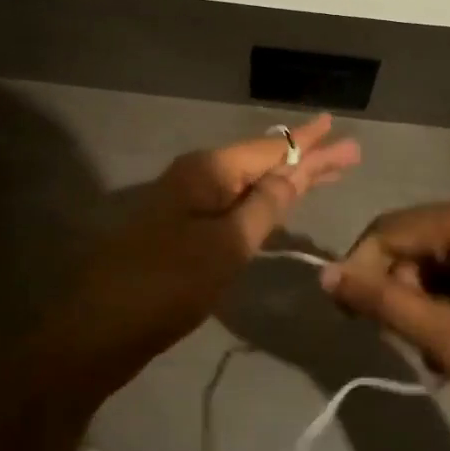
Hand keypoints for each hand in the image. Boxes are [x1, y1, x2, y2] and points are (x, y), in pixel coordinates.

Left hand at [56, 116, 360, 390]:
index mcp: (208, 171)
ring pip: (249, 184)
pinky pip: (234, 205)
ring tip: (328, 173)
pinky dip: (263, 202)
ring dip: (287, 180)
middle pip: (262, 161)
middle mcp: (198, 177)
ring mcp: (188, 203)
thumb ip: (263, 207)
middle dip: (305, 159)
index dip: (306, 141)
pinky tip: (281, 202)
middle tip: (349, 153)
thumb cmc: (167, 284)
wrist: (100, 327)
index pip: (269, 148)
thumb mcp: (226, 245)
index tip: (334, 123)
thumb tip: (293, 172)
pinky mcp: (183, 230)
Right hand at [321, 199, 449, 450]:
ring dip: (431, 299)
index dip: (360, 271)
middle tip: (412, 347)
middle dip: (401, 289)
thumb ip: (385, 303)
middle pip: (416, 239)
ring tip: (446, 355)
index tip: (353, 320)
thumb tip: (327, 276)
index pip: (387, 230)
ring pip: (446, 255)